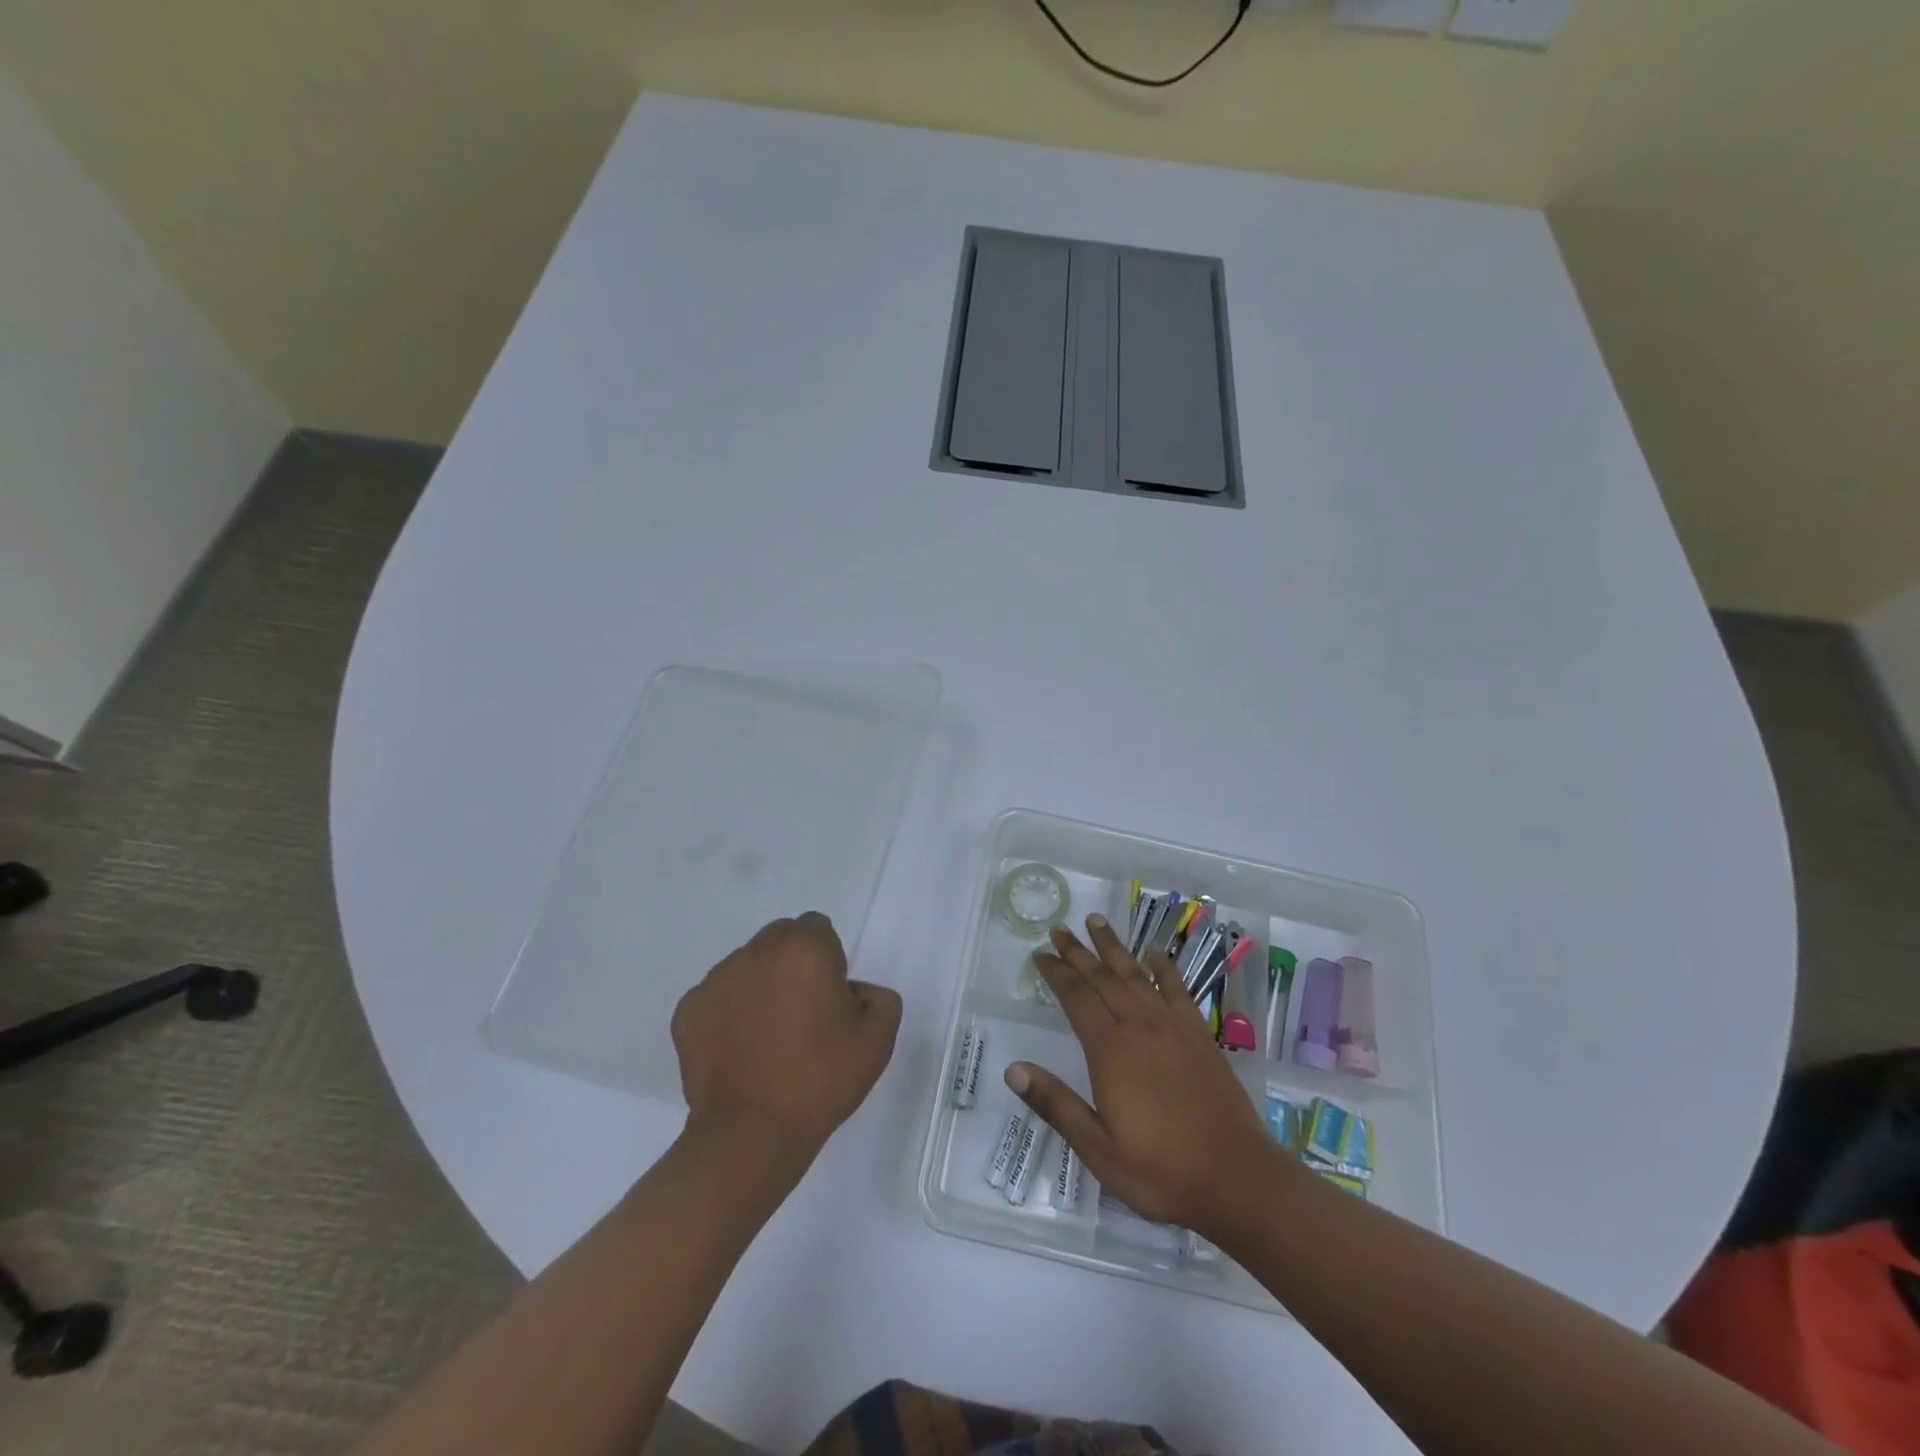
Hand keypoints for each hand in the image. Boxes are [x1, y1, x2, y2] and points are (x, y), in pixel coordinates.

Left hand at [672, 913, 901, 1170]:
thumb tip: (852, 992)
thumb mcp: (879, 1038)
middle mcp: (757, 951)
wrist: (752, 1133)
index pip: (817, 928)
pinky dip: (729, 1013)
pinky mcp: (688, 1010)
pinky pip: (717, 998)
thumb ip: (878, 996)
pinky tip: (740, 1051)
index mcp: (805, 948)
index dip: (827, 958)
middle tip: (802, 1013)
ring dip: (760, 986)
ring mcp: (716, 979)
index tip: (829, 996)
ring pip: (746, 966)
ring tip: (768, 1037)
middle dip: (792, 964)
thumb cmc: (821, 1079)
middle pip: (779, 939)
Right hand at [1009, 914, 1270, 1233]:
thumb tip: (1012, 1070)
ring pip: (1136, 975)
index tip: (1040, 954)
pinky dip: (1165, 968)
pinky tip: (1155, 953)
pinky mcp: (1200, 1036)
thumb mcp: (1098, 1148)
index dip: (1056, 973)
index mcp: (1111, 1050)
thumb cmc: (1160, 1170)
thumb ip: (1056, 1104)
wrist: (1237, 1179)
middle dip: (1078, 952)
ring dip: (1114, 947)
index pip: (1076, 998)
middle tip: (1060, 929)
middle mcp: (1140, 1027)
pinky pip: (1178, 991)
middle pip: (1103, 978)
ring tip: (1097, 921)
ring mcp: (1173, 1027)